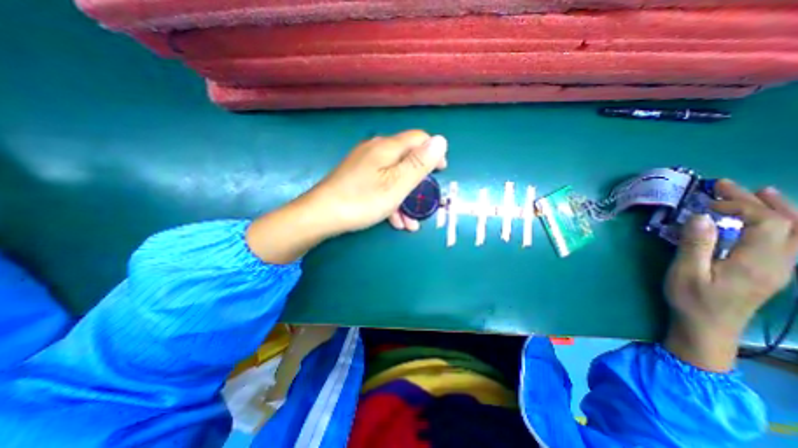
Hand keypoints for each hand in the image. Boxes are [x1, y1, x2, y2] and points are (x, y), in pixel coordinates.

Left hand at [249, 129, 446, 263]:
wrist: (321, 215)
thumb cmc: (363, 200)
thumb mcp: (397, 184)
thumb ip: (419, 163)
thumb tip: (441, 140)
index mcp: (387, 147)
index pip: (419, 139)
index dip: (433, 153)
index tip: (440, 173)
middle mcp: (376, 150)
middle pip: (406, 160)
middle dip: (418, 183)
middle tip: (424, 203)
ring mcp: (364, 164)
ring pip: (394, 177)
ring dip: (405, 199)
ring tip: (410, 223)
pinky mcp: (357, 178)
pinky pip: (380, 185)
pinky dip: (390, 200)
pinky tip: (394, 220)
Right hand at [662, 179, 797, 370]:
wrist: (708, 327)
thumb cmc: (692, 299)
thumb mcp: (685, 272)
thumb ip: (695, 244)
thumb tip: (702, 217)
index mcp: (757, 262)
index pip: (768, 222)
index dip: (741, 206)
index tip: (707, 203)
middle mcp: (780, 262)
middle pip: (787, 223)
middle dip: (757, 200)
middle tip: (725, 185)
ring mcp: (781, 267)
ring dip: (779, 208)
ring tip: (759, 192)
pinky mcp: (773, 271)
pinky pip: (794, 241)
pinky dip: (785, 223)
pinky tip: (768, 218)